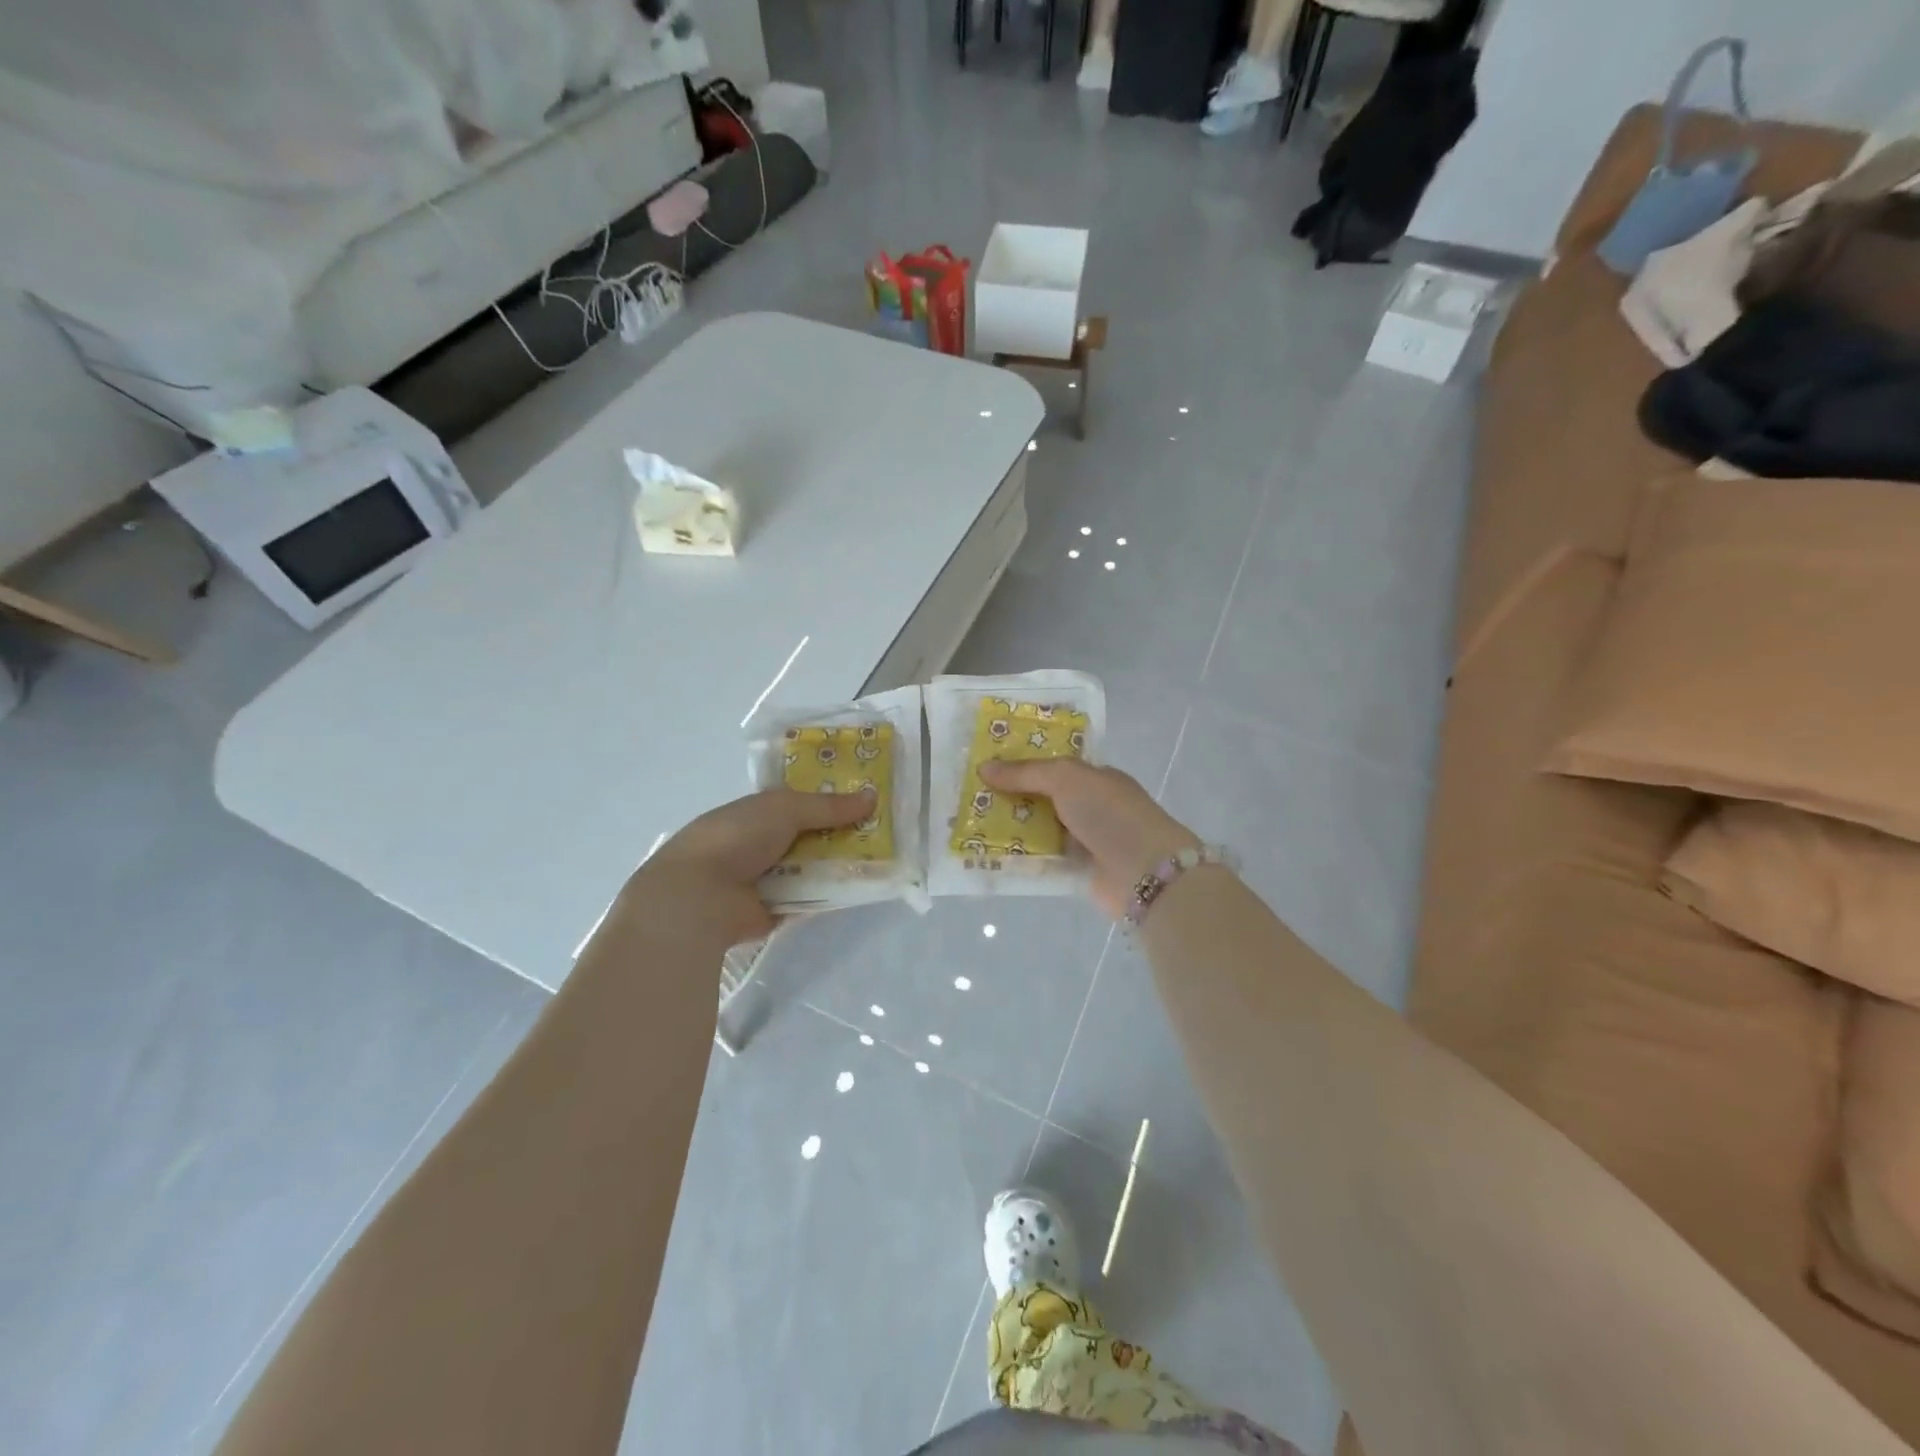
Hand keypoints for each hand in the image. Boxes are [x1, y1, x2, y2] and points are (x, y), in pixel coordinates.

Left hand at [632, 786, 875, 945]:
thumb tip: (873, 796)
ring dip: (841, 862)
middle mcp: (761, 843)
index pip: (799, 803)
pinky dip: (832, 891)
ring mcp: (768, 878)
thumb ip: (829, 805)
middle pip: (811, 835)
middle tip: (884, 828)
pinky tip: (864, 884)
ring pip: (814, 866)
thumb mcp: (785, 808)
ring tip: (884, 855)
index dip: (830, 799)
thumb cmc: (736, 838)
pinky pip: (811, 897)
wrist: (698, 896)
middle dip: (842, 832)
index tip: (866, 797)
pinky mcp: (776, 910)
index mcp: (756, 813)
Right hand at [979, 758, 1199, 917]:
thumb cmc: (1109, 813)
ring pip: (1039, 831)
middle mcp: (1089, 807)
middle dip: (1009, 797)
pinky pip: (1042, 861)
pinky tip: (988, 856)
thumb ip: (1025, 772)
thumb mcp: (1066, 778)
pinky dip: (1020, 860)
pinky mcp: (1077, 873)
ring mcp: (1084, 841)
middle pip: (1042, 799)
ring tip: (968, 825)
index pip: (1053, 766)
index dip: (1021, 764)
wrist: (1145, 870)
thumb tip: (984, 767)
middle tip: (967, 796)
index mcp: (1094, 778)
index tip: (984, 765)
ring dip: (1010, 829)